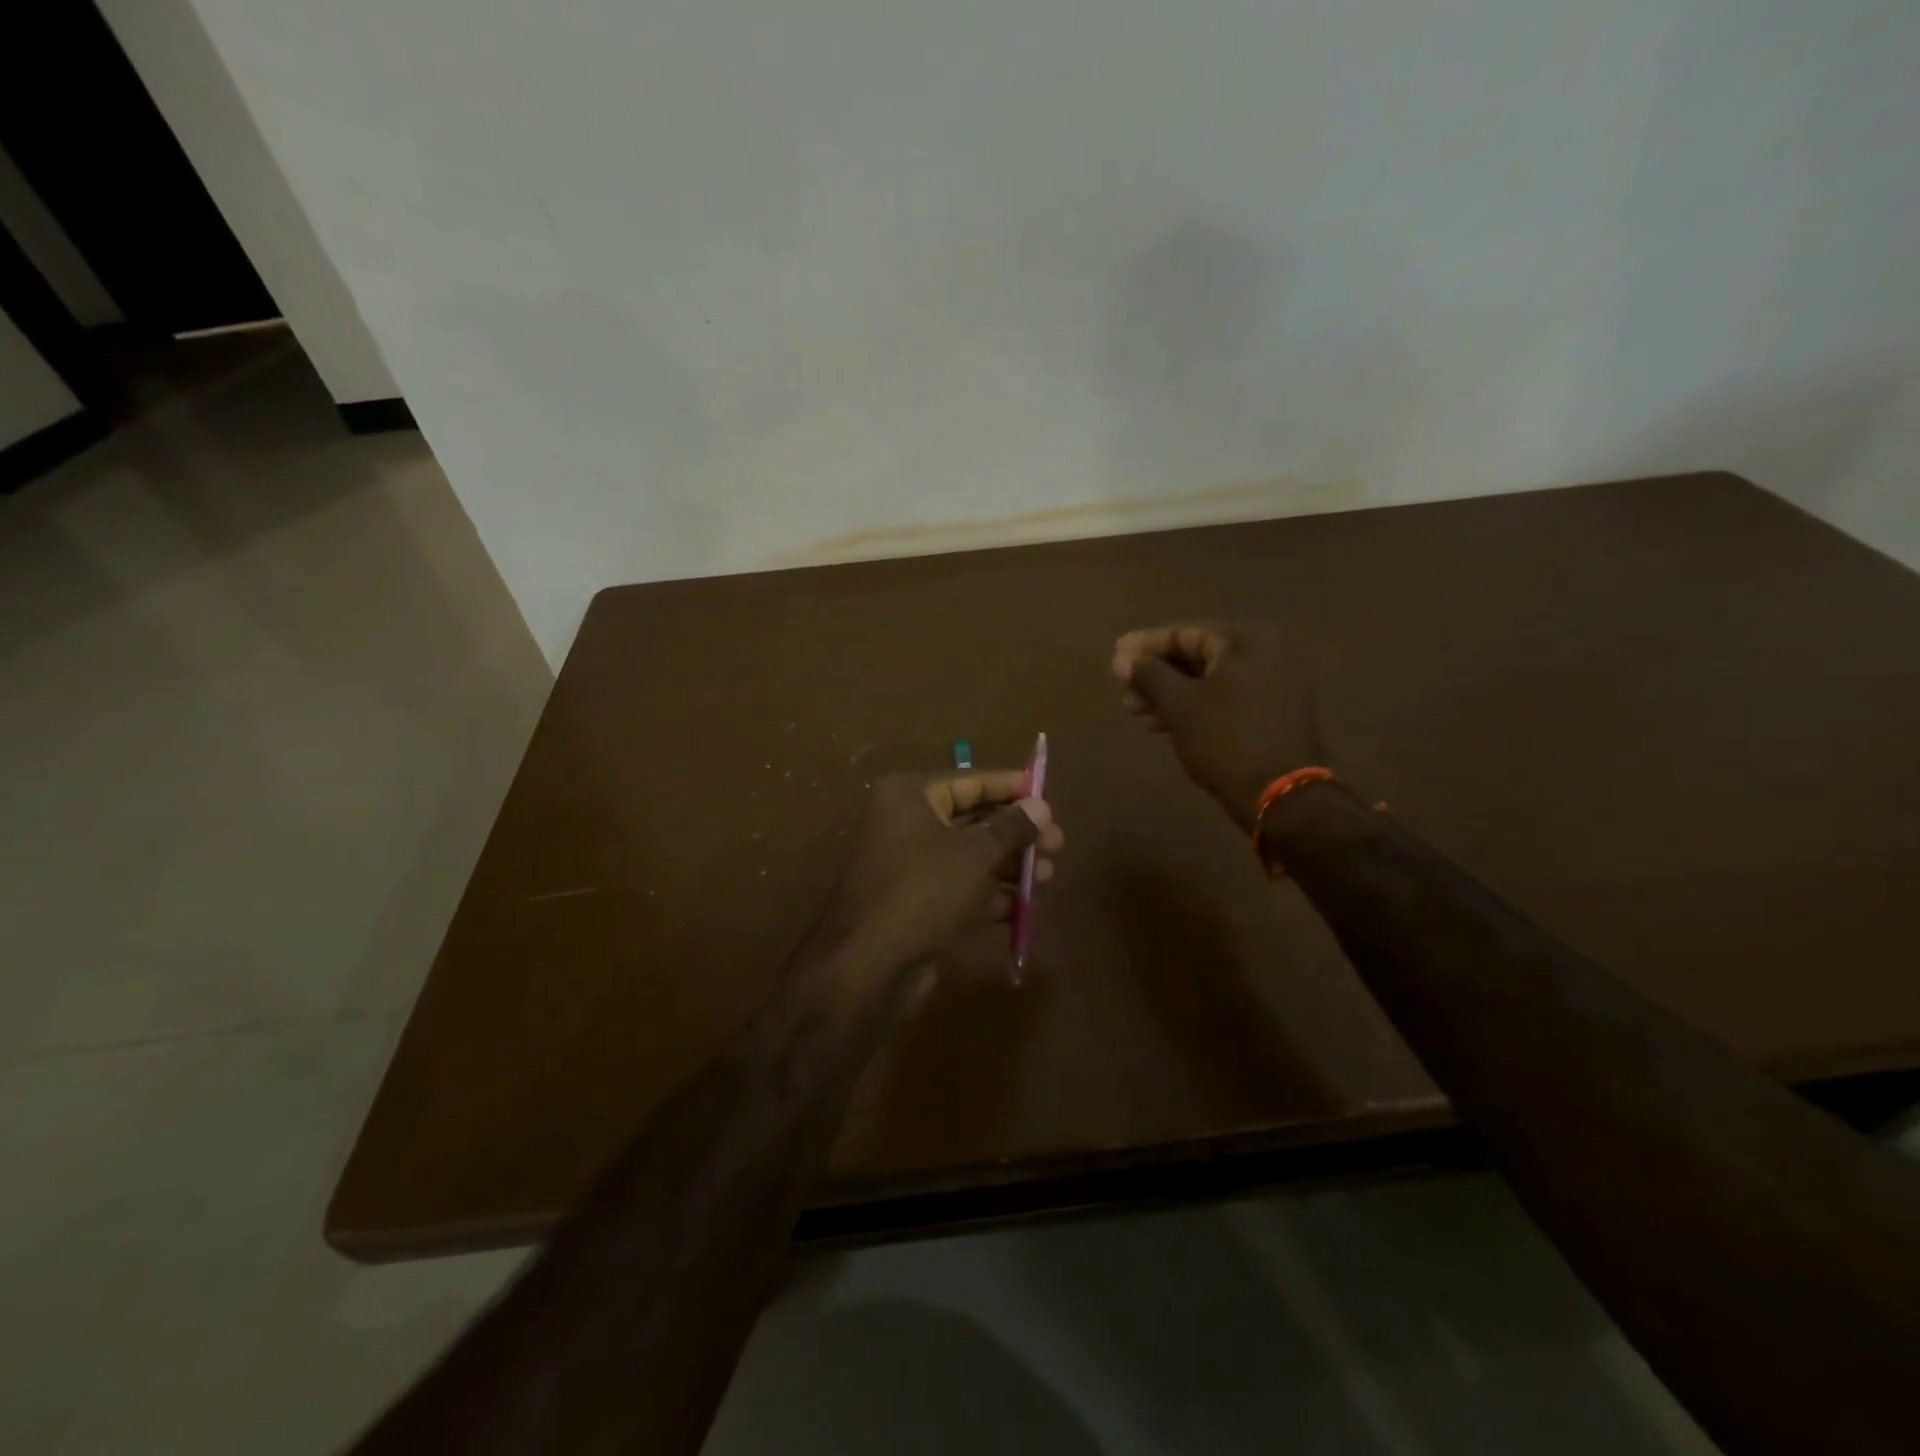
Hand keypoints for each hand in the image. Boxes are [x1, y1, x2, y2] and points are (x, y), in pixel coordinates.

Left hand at [814, 771, 1062, 985]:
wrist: (868, 966)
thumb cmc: (923, 892)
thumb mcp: (974, 854)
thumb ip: (1011, 827)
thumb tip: (1041, 806)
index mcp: (909, 797)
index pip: (969, 782)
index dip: (1010, 787)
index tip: (1047, 793)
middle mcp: (906, 824)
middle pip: (972, 820)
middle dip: (1016, 832)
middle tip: (1058, 843)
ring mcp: (909, 865)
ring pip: (969, 856)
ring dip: (1009, 864)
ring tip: (1049, 873)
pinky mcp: (916, 902)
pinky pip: (959, 887)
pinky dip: (990, 893)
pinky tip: (1025, 903)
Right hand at [1113, 623, 1325, 830]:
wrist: (1280, 795)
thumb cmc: (1225, 739)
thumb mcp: (1180, 704)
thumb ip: (1149, 674)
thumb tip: (1122, 657)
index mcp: (1247, 642)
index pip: (1186, 633)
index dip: (1146, 645)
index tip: (1115, 656)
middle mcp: (1265, 656)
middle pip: (1197, 657)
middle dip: (1156, 675)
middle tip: (1123, 688)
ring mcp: (1271, 687)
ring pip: (1208, 682)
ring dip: (1169, 695)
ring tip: (1135, 712)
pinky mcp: (1269, 715)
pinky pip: (1223, 700)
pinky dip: (1193, 709)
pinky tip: (1161, 725)